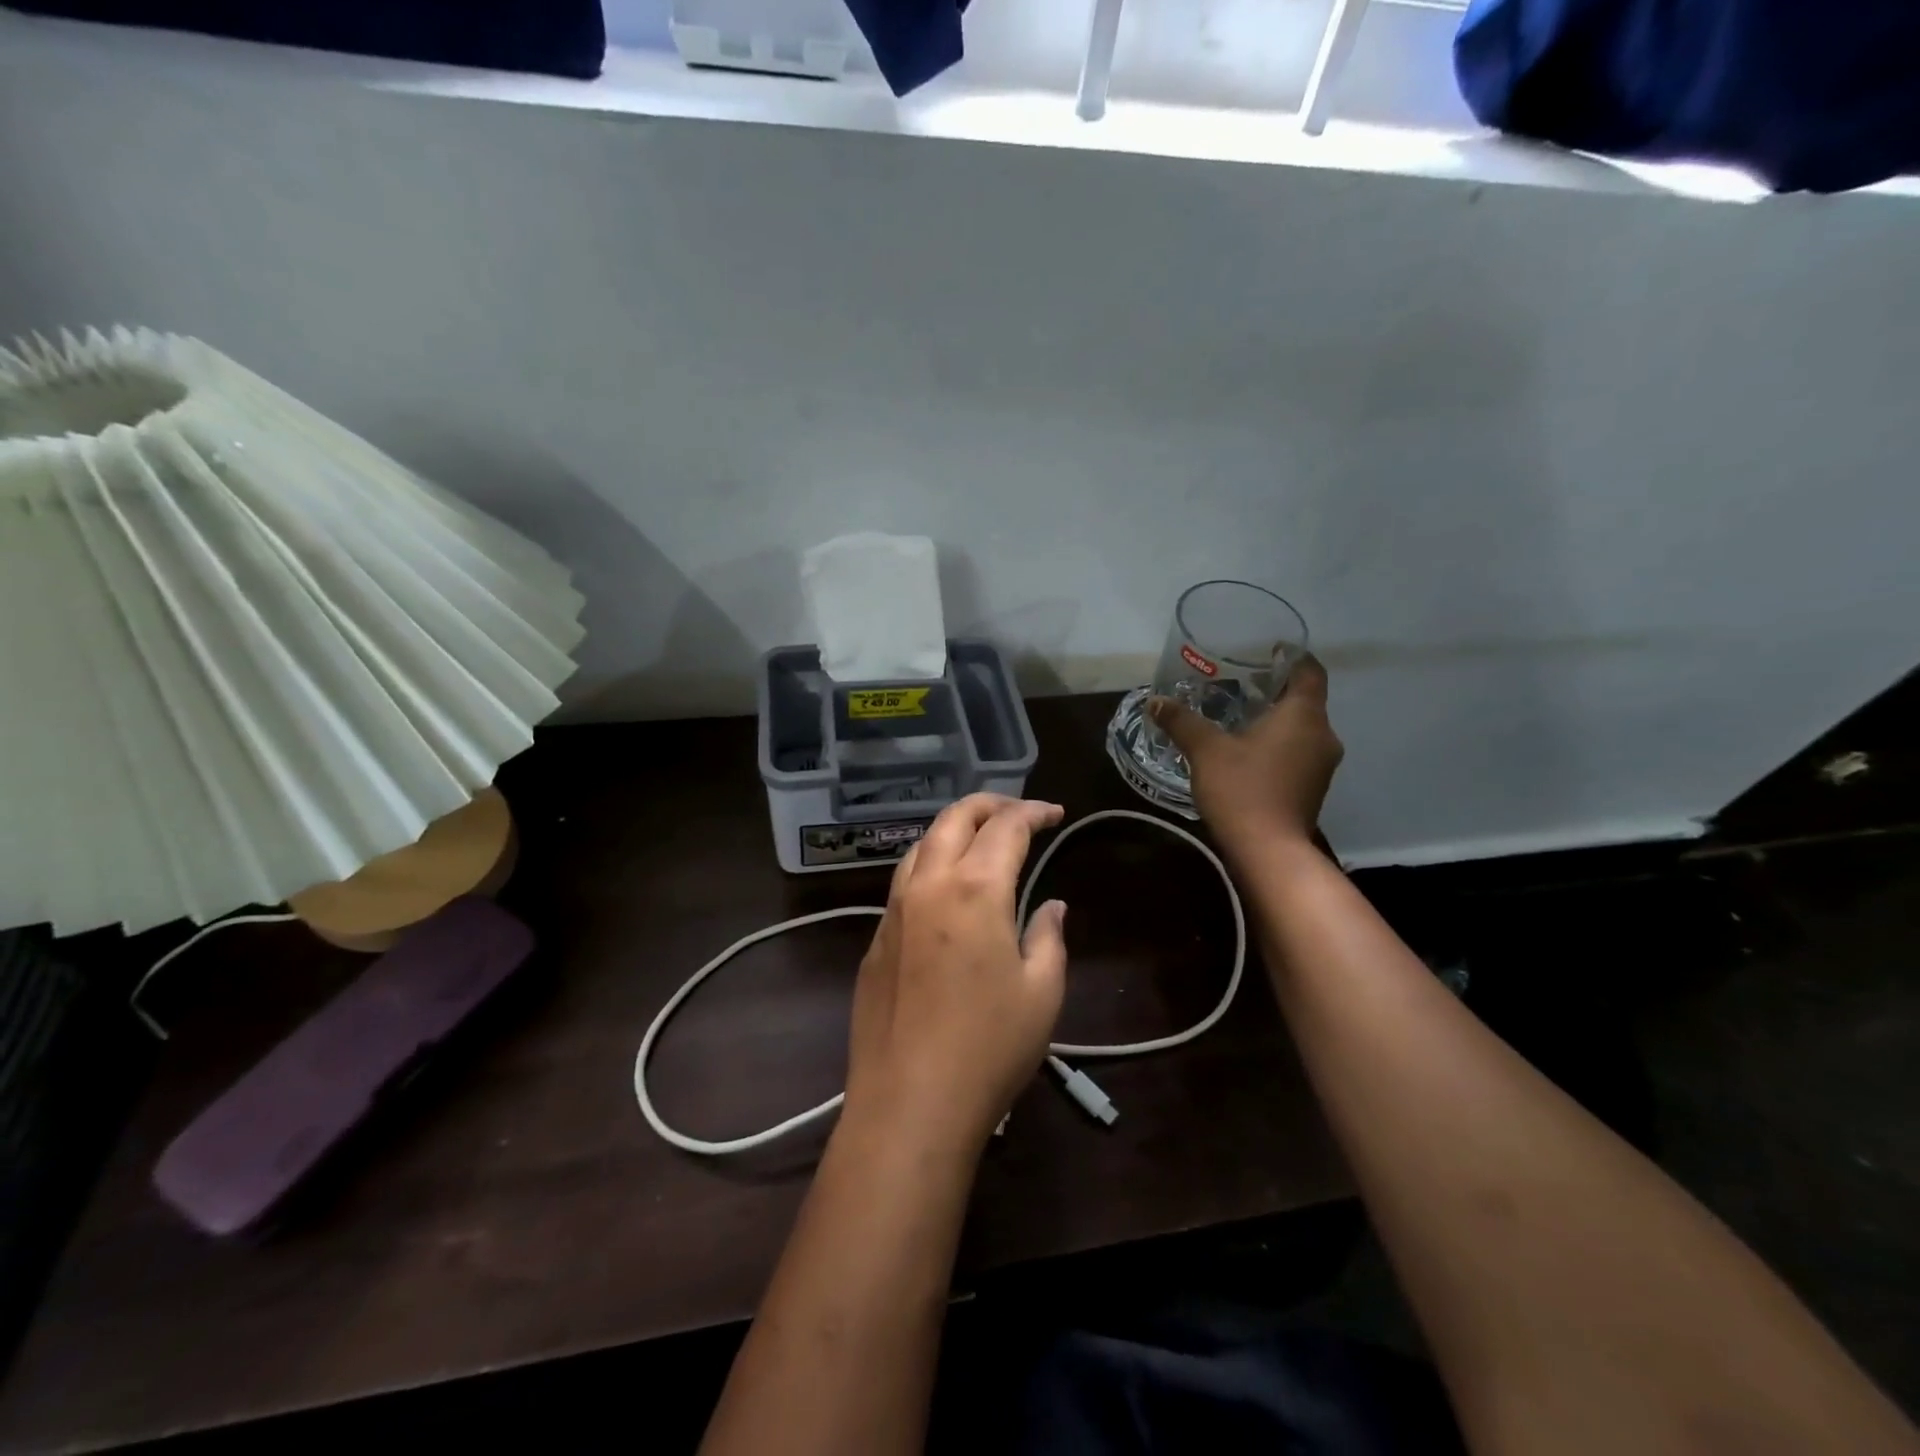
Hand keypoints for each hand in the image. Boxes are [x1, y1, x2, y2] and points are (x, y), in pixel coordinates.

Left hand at [844, 794, 1068, 1156]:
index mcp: (975, 888)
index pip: (1006, 827)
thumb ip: (1048, 937)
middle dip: (989, 804)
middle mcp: (928, 884)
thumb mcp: (1041, 992)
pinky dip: (930, 864)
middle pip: (954, 818)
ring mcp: (894, 910)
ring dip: (954, 830)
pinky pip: (904, 881)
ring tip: (980, 841)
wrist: (909, 1103)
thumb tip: (1050, 906)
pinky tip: (946, 891)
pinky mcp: (875, 939)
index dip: (1034, 812)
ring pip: (921, 844)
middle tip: (1019, 813)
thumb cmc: (989, 1048)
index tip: (1056, 815)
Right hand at [1149, 653, 1342, 860]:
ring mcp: (1322, 764)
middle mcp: (1323, 735)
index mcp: (1304, 715)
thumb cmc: (1242, 789)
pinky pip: (1298, 751)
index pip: (1310, 671)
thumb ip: (1181, 721)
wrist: (1268, 851)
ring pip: (1302, 728)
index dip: (1292, 656)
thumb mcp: (1205, 750)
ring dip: (1276, 720)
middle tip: (1240, 683)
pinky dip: (1278, 744)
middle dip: (1275, 690)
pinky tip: (1247, 750)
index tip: (1268, 651)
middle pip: (1305, 700)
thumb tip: (1155, 701)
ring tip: (1239, 716)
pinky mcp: (1313, 787)